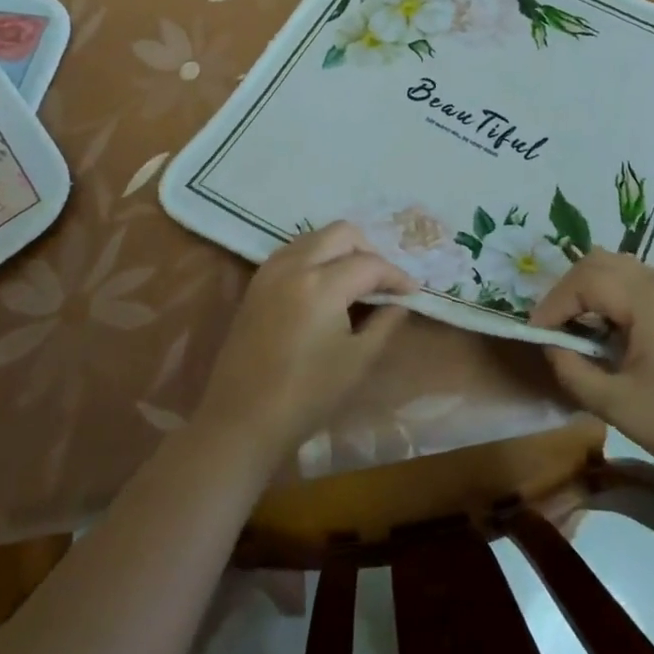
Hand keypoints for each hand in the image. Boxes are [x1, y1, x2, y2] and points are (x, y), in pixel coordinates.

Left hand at [194, 222, 415, 463]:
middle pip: (342, 233)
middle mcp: (295, 265)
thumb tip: (399, 303)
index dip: (396, 276)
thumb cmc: (307, 396)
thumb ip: (384, 324)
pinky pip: (294, 251)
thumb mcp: (357, 361)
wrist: (242, 421)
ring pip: (315, 237)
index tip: (412, 292)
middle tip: (383, 281)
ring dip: (341, 249)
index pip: (370, 264)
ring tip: (357, 280)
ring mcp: (271, 270)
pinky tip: (325, 284)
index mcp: (322, 284)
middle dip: (369, 250)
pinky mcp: (257, 283)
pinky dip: (316, 256)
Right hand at [530, 252, 653, 513]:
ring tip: (580, 332)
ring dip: (595, 292)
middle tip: (554, 327)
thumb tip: (552, 348)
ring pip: (625, 271)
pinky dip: (620, 300)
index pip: (585, 279)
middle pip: (604, 262)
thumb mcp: (618, 404)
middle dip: (571, 290)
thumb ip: (573, 370)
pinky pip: (646, 287)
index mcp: (650, 298)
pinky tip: (616, 337)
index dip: (553, 304)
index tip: (536, 335)